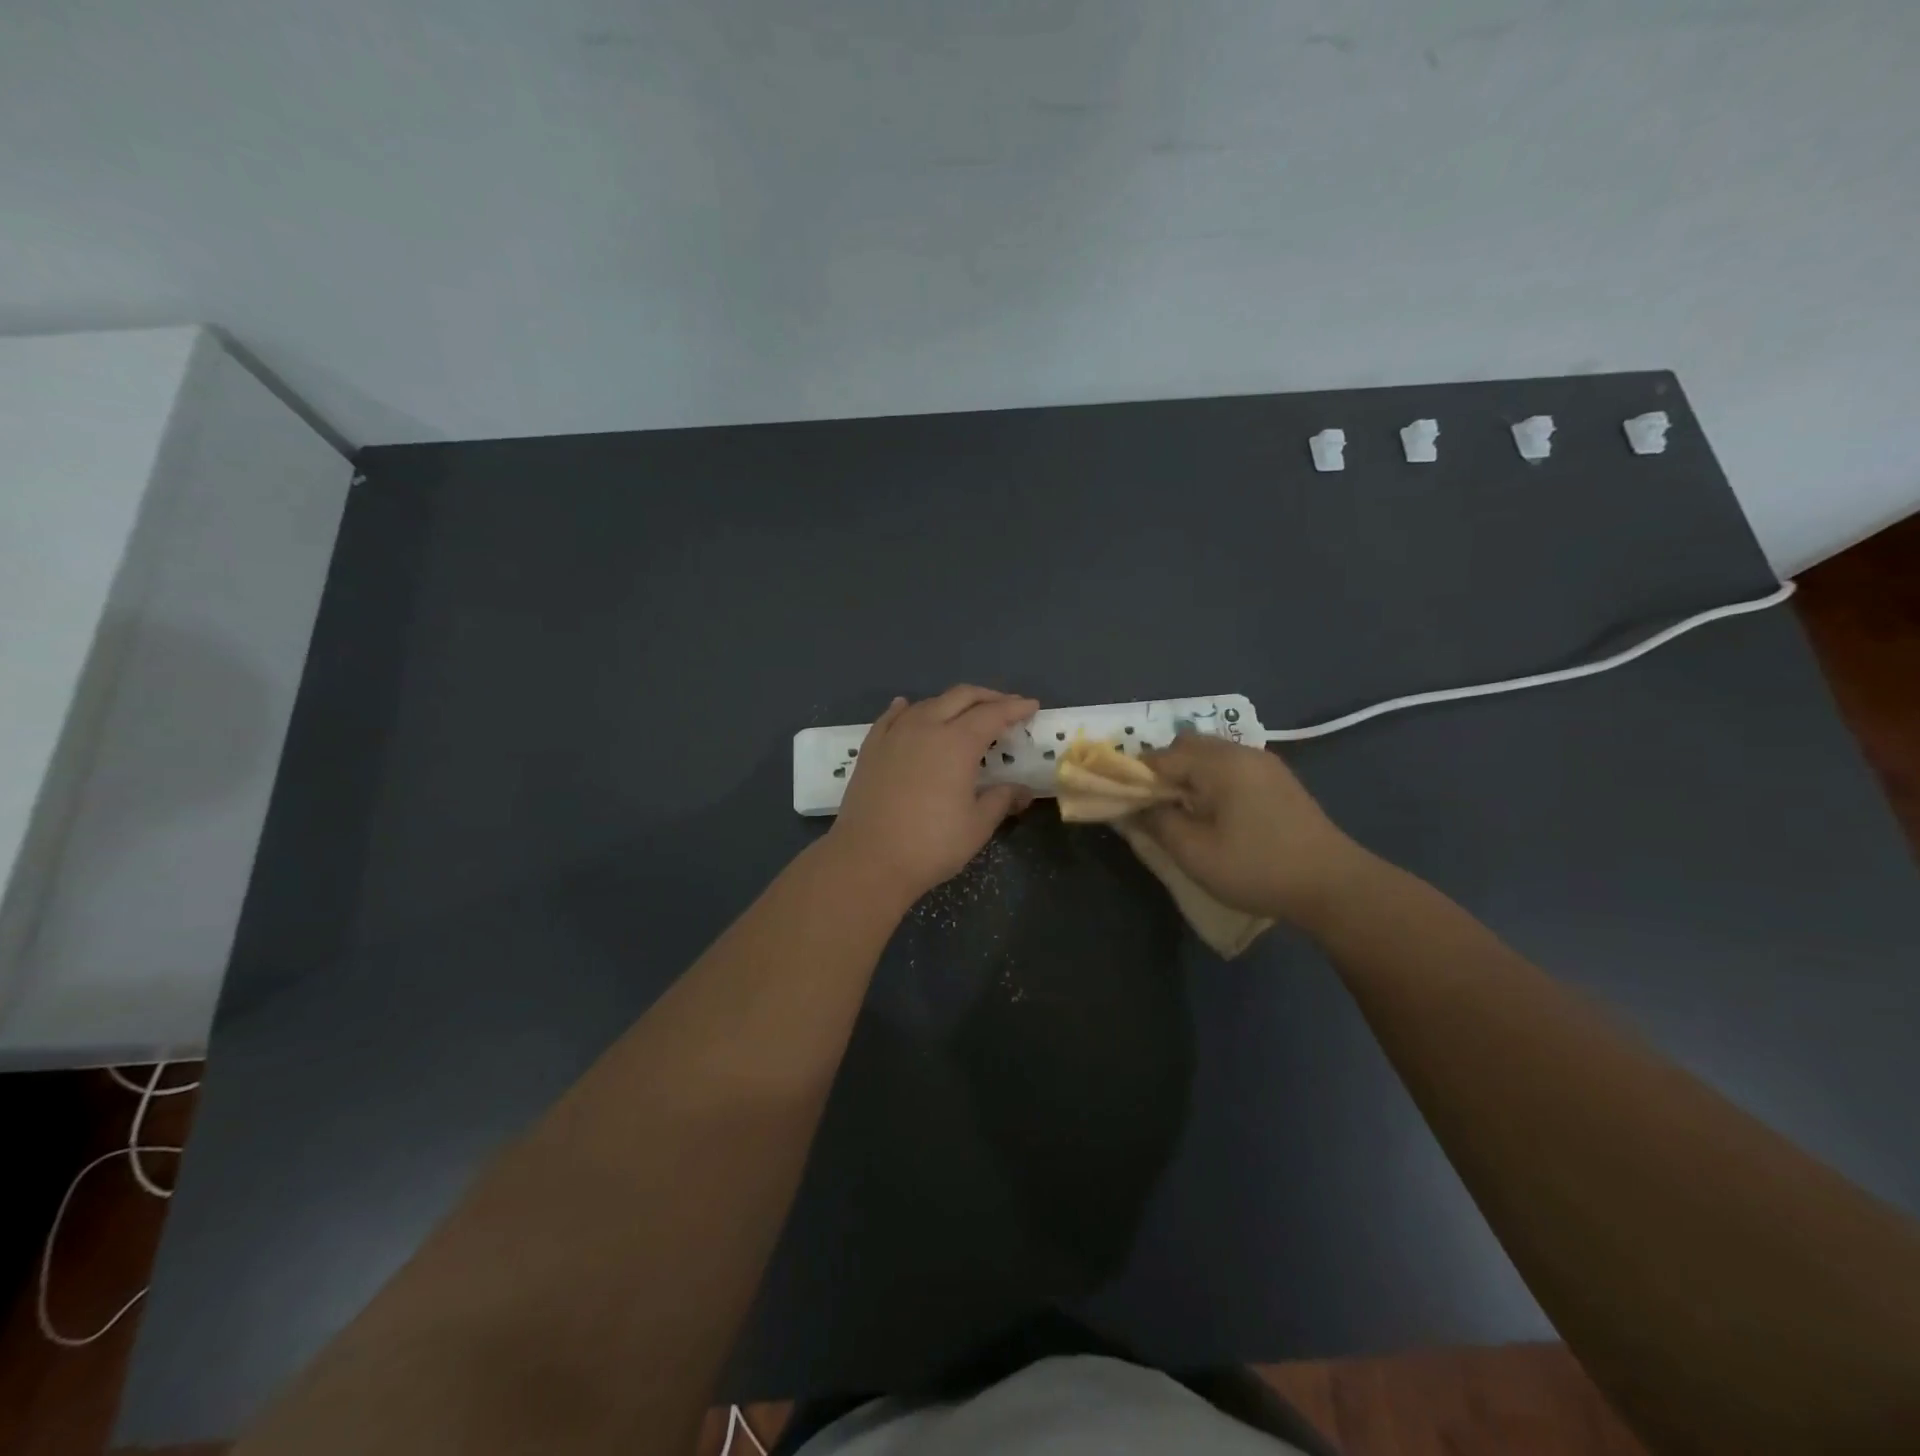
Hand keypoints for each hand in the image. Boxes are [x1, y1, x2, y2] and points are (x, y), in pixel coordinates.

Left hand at [827, 686, 1038, 903]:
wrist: (868, 859)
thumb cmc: (931, 844)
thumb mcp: (977, 826)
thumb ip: (1001, 800)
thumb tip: (1022, 791)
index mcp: (957, 742)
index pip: (993, 714)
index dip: (1015, 708)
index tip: (1031, 706)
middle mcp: (926, 727)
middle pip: (960, 697)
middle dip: (987, 697)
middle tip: (1006, 706)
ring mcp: (895, 735)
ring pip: (927, 703)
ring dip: (951, 703)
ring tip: (964, 713)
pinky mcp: (871, 748)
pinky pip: (891, 717)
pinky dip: (907, 708)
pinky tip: (908, 707)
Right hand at [1138, 733, 1368, 924]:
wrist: (1334, 886)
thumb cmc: (1258, 868)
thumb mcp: (1195, 853)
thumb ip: (1158, 823)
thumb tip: (1134, 806)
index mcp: (1218, 763)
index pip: (1160, 757)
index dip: (1136, 779)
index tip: (1126, 805)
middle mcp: (1241, 752)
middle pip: (1186, 746)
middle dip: (1163, 772)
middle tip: (1156, 809)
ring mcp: (1264, 763)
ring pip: (1210, 755)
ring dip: (1189, 776)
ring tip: (1184, 813)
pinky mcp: (1279, 780)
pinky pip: (1231, 767)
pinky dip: (1212, 780)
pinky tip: (1216, 814)